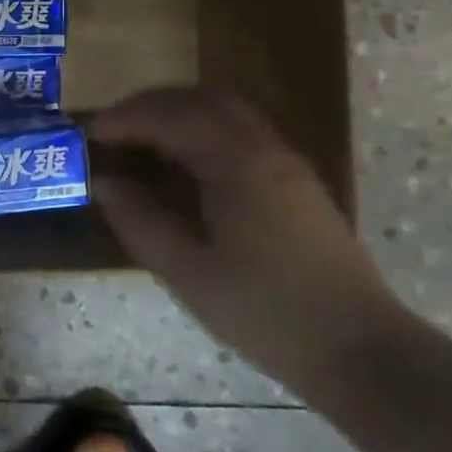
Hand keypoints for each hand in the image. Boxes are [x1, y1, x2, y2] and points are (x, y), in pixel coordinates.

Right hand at [90, 89, 413, 398]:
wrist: (362, 352)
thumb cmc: (267, 314)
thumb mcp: (188, 273)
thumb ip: (140, 222)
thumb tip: (103, 184)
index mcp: (236, 164)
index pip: (169, 117)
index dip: (124, 119)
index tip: (89, 134)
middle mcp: (264, 148)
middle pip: (200, 99)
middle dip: (150, 106)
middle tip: (113, 129)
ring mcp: (286, 161)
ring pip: (226, 109)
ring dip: (179, 112)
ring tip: (144, 139)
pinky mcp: (298, 181)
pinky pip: (243, 129)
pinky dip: (204, 127)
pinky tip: (187, 162)